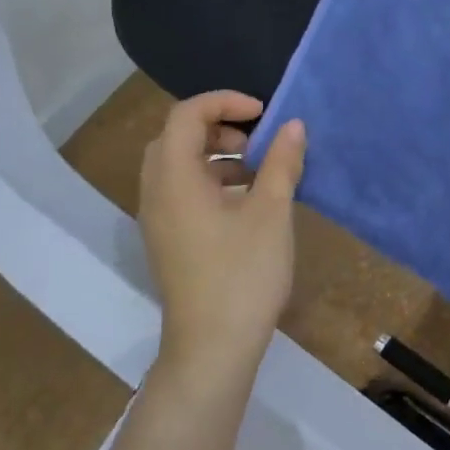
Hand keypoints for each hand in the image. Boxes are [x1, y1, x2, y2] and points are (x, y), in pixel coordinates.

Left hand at [137, 92, 306, 385]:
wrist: (213, 347)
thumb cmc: (243, 273)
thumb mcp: (271, 212)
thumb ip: (281, 162)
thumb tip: (293, 125)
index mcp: (174, 178)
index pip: (186, 115)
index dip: (225, 102)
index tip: (264, 113)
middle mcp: (156, 192)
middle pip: (176, 137)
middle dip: (219, 128)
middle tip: (257, 141)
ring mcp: (158, 219)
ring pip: (178, 166)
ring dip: (216, 155)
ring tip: (259, 171)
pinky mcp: (168, 240)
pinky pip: (182, 191)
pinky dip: (211, 181)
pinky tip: (247, 202)